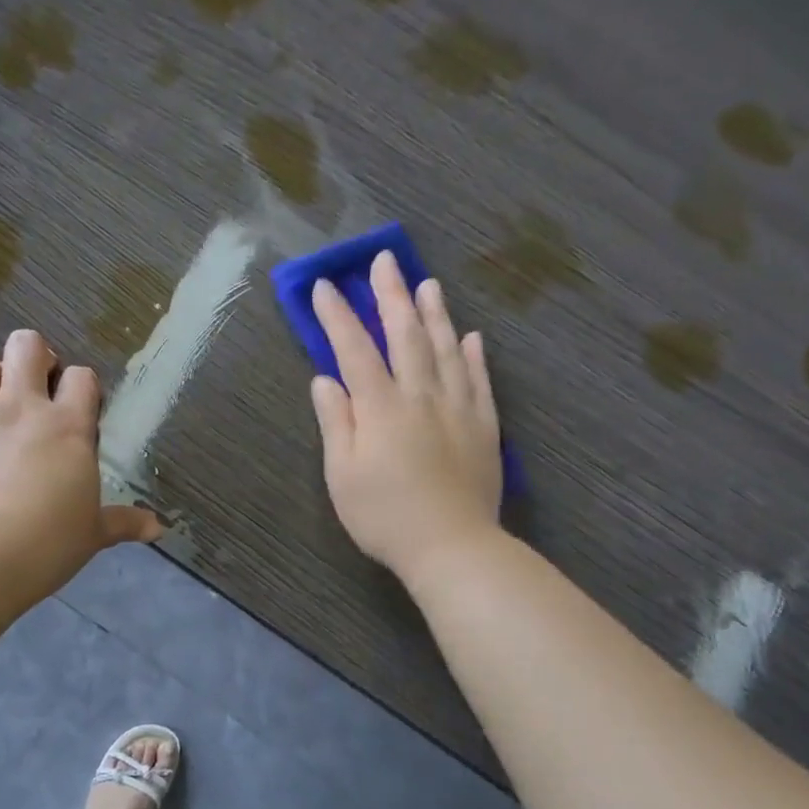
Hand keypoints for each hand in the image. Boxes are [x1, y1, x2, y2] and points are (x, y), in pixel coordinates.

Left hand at [0, 330, 161, 597]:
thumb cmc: (47, 544)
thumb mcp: (91, 534)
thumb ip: (123, 523)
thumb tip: (158, 529)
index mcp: (67, 427)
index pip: (81, 376)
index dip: (80, 387)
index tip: (78, 411)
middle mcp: (22, 408)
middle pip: (27, 345)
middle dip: (33, 358)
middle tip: (35, 390)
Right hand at [309, 252, 502, 579]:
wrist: (451, 546)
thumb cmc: (384, 516)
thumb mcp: (342, 475)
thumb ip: (336, 422)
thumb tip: (324, 379)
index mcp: (380, 408)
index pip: (355, 350)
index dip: (338, 316)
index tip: (325, 286)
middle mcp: (420, 396)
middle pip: (405, 335)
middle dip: (391, 296)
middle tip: (384, 261)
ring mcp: (458, 408)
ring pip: (446, 349)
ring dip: (435, 313)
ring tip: (427, 284)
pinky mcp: (484, 426)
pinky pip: (479, 380)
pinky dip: (473, 355)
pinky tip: (471, 336)